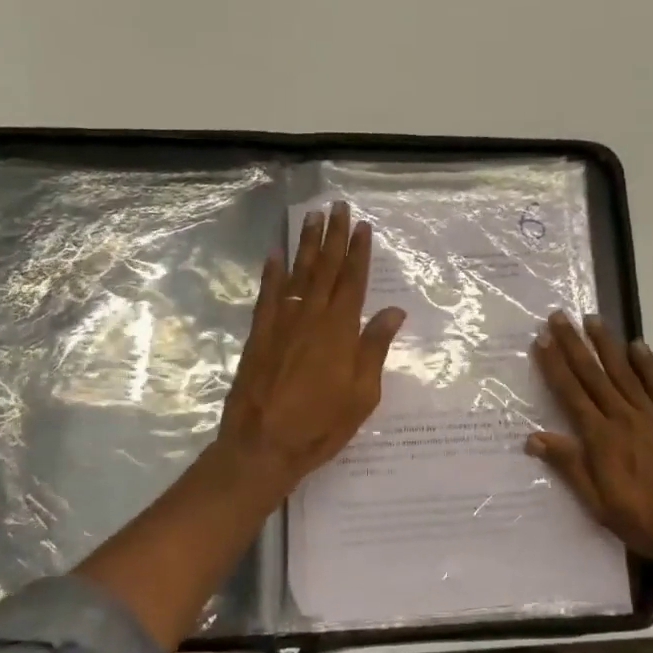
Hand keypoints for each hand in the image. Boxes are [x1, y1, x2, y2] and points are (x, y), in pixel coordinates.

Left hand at [217, 201, 406, 491]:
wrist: (263, 445)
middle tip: (337, 207)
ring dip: (306, 245)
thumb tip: (393, 311)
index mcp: (340, 330)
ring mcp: (281, 323)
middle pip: (325, 269)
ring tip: (312, 218)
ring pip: (297, 274)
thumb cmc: (321, 425)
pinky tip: (275, 254)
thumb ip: (374, 348)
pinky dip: (271, 273)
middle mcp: (311, 317)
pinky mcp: (259, 335)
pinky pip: (267, 295)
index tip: (362, 226)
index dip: (359, 252)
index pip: (353, 281)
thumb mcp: (362, 394)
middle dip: (333, 236)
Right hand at [526, 311, 652, 576]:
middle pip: (594, 375)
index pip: (571, 394)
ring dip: (606, 344)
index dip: (555, 366)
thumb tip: (534, 438)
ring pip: (624, 372)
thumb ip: (570, 467)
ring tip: (593, 319)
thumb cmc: (647, 522)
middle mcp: (624, 418)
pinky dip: (647, 364)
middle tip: (559, 316)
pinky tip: (638, 345)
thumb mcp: (599, 504)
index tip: (542, 340)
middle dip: (574, 345)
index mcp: (602, 439)